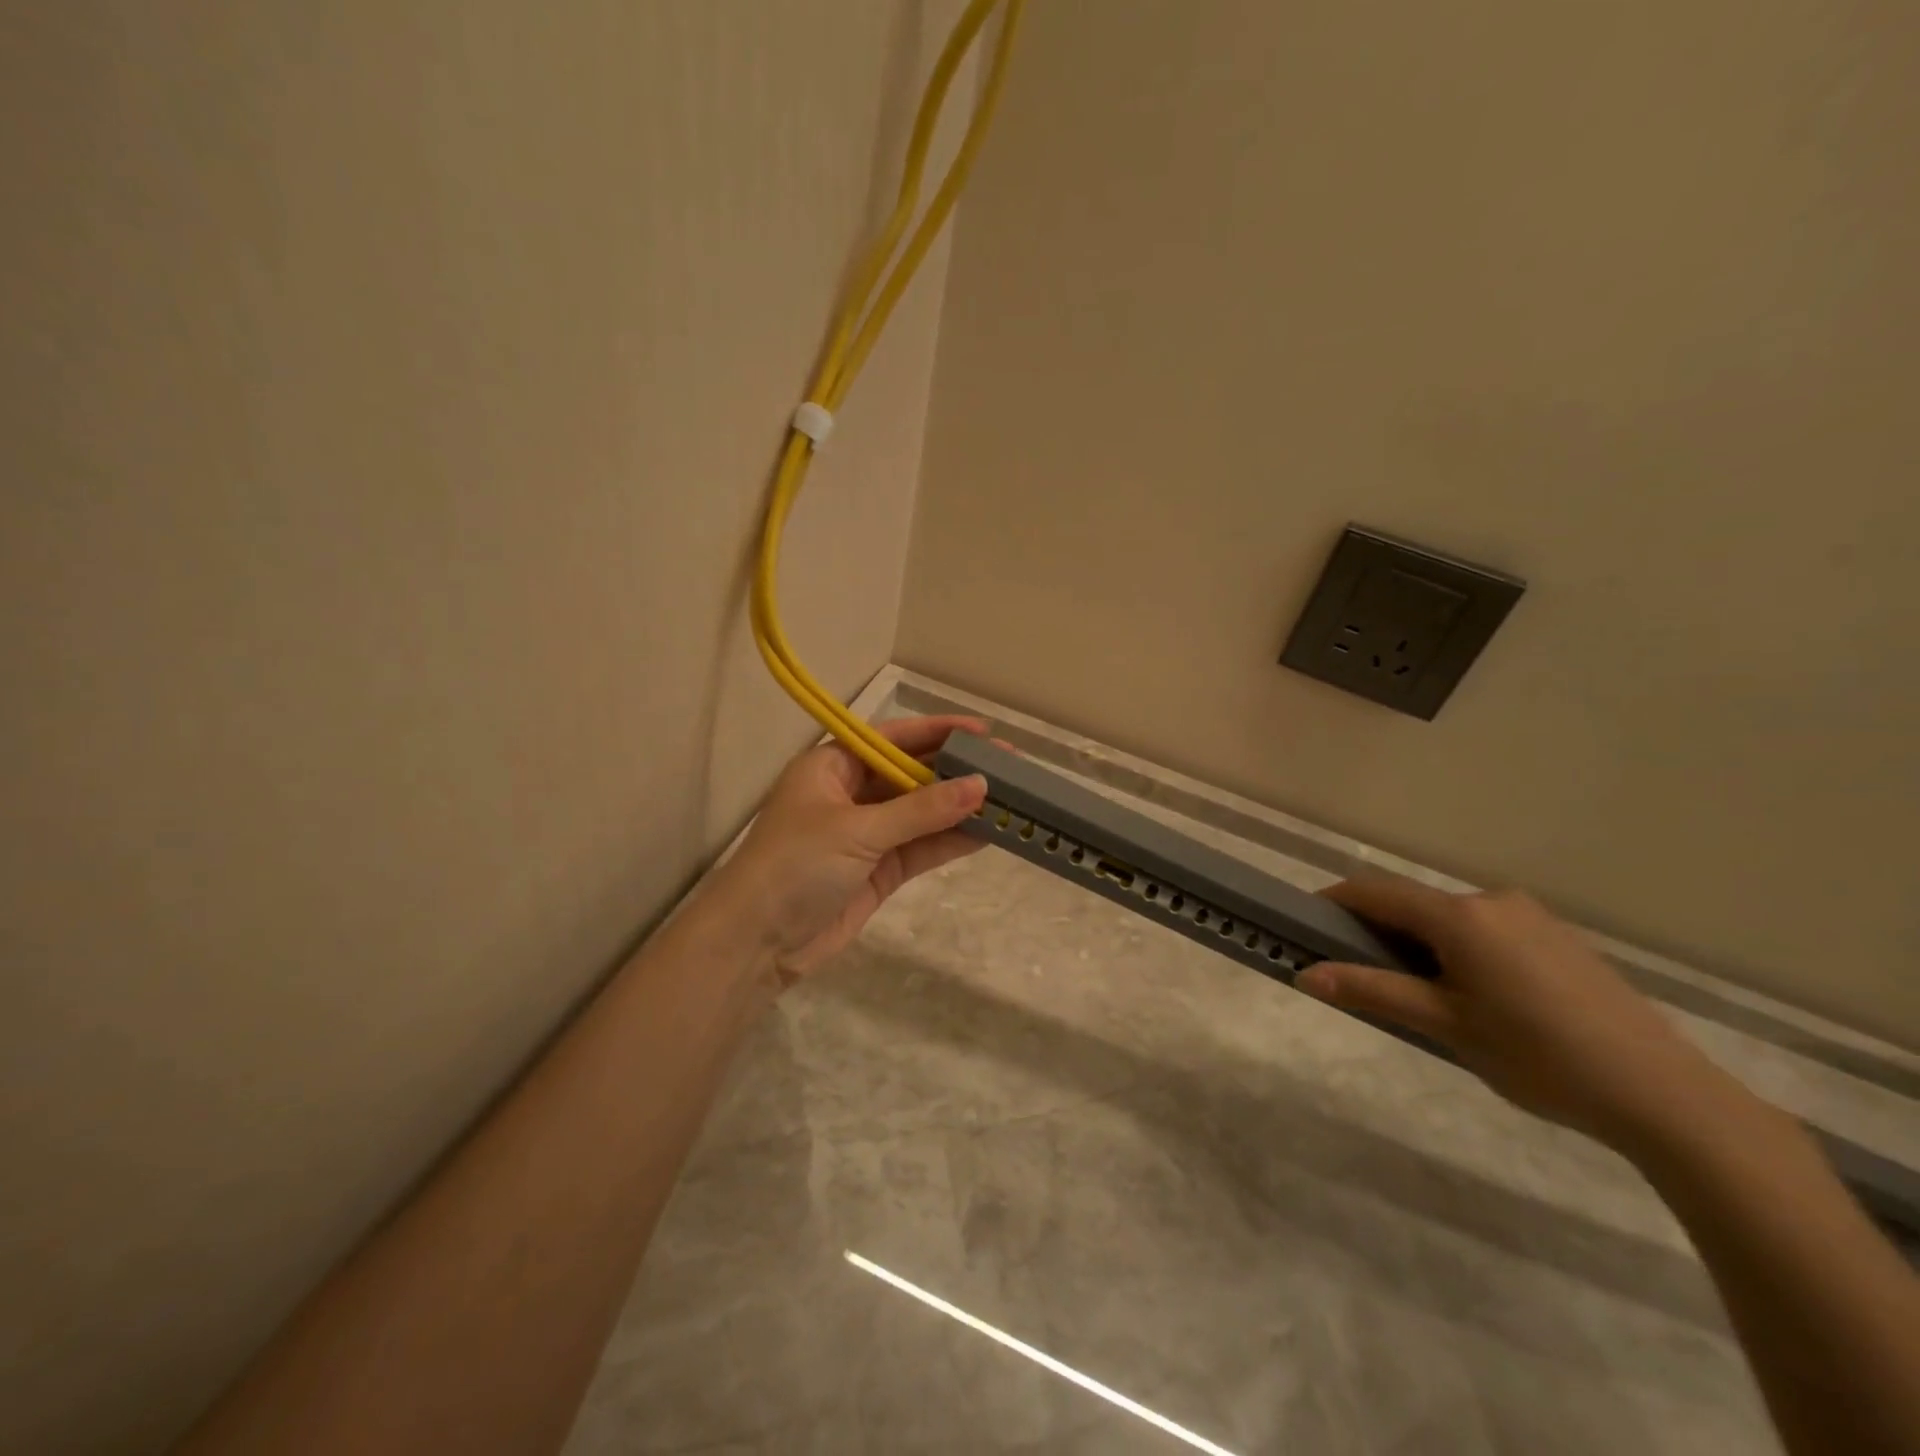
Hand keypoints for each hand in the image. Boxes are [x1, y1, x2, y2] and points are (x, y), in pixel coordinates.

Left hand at [704, 715, 989, 983]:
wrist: (757, 942)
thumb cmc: (797, 865)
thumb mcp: (858, 829)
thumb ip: (921, 810)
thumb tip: (981, 784)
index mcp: (832, 766)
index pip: (892, 738)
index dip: (937, 732)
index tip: (982, 731)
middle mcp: (851, 794)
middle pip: (912, 775)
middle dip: (956, 771)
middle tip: (1009, 766)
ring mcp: (867, 834)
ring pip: (922, 814)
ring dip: (960, 808)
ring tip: (1011, 799)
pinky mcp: (879, 871)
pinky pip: (922, 848)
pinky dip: (951, 840)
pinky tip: (988, 832)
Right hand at [1298, 877, 1727, 1148]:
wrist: (1665, 1094)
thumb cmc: (1538, 1056)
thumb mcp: (1446, 1025)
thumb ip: (1373, 992)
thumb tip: (1307, 976)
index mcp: (1459, 916)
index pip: (1373, 892)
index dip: (1332, 904)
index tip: (1304, 928)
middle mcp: (1491, 900)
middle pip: (1412, 904)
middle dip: (1378, 931)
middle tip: (1363, 977)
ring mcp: (1531, 915)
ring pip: (1450, 919)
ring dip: (1421, 943)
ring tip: (1424, 997)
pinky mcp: (1558, 937)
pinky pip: (1487, 930)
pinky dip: (1461, 950)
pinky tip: (1480, 998)